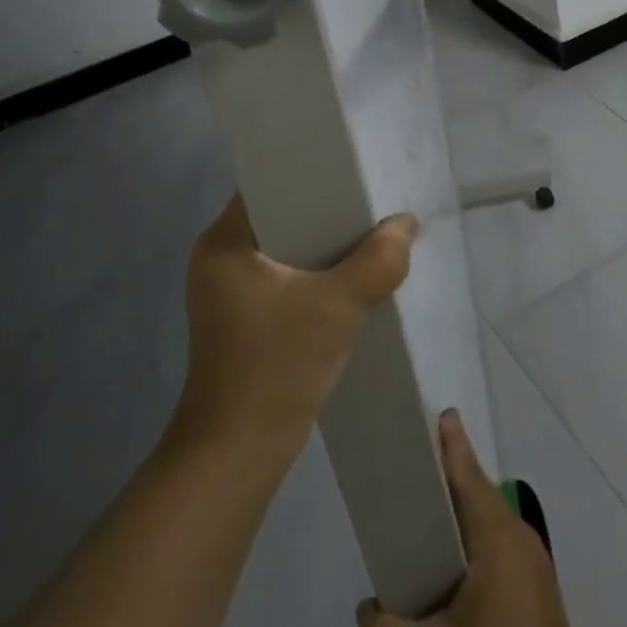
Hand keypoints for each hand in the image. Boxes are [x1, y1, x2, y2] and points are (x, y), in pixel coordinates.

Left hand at [172, 194, 417, 459]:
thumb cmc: (274, 368)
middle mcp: (219, 257)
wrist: (235, 457)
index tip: (351, 169)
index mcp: (223, 241)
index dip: (310, 171)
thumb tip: (407, 224)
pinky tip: (350, 276)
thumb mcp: (336, 308)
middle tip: (370, 200)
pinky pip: (284, 276)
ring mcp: (228, 291)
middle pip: (281, 213)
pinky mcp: (242, 318)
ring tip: (368, 231)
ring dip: (324, 243)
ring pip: (286, 247)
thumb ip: (378, 261)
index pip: (267, 181)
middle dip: (326, 208)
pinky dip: (315, 272)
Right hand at [356, 410, 599, 626]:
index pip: (467, 471)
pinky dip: (467, 546)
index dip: (449, 441)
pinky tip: (445, 577)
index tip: (435, 412)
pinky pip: (494, 549)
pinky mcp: (534, 591)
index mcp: (496, 535)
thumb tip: (366, 611)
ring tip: (417, 528)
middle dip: (444, 480)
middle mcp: (517, 537)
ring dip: (455, 519)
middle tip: (408, 473)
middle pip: (475, 493)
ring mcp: (531, 564)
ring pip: (485, 524)